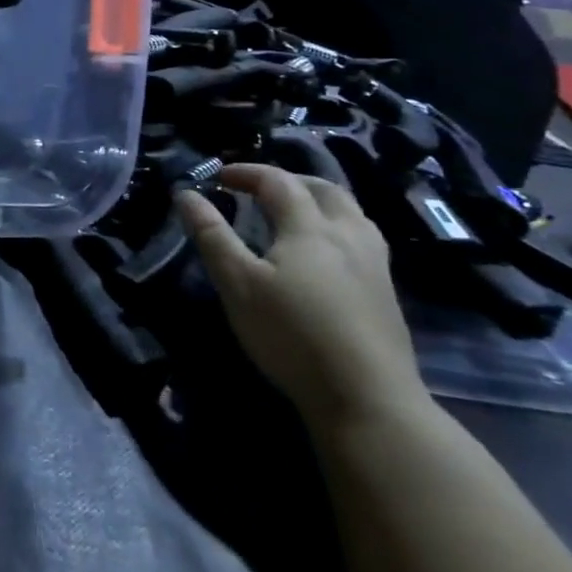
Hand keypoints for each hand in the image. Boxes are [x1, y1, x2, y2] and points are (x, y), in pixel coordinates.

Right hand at [176, 164, 428, 431]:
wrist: (368, 399)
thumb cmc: (292, 334)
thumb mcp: (237, 283)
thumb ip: (211, 234)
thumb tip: (185, 193)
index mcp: (309, 227)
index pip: (278, 182)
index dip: (247, 172)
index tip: (218, 176)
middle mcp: (348, 235)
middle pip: (324, 189)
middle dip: (288, 180)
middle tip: (259, 188)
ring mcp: (375, 264)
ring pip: (350, 212)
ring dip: (318, 200)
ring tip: (294, 212)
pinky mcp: (386, 292)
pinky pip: (362, 237)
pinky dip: (336, 225)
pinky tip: (326, 253)